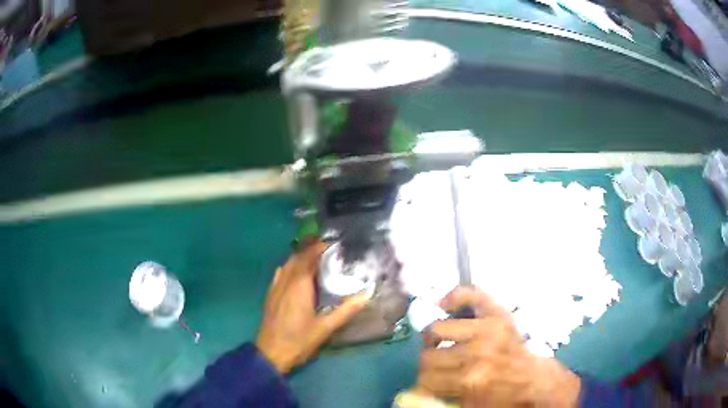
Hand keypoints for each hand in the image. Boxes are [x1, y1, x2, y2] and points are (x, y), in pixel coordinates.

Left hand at [256, 240, 368, 373]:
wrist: (271, 352)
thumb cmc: (300, 340)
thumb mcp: (326, 327)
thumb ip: (346, 310)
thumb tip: (366, 295)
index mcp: (299, 285)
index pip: (309, 258)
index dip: (319, 247)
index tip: (332, 242)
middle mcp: (286, 281)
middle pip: (297, 258)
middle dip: (309, 248)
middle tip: (326, 247)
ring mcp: (276, 288)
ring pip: (287, 264)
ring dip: (299, 256)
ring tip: (313, 256)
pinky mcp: (271, 295)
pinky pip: (280, 274)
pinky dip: (289, 267)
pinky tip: (294, 272)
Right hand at [415, 287, 580, 406]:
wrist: (534, 380)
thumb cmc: (502, 396)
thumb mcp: (469, 406)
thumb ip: (440, 399)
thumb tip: (412, 392)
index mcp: (469, 380)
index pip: (425, 378)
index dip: (422, 383)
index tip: (427, 384)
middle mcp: (476, 353)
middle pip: (428, 356)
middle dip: (428, 363)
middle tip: (435, 366)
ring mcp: (488, 329)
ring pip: (437, 329)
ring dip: (434, 338)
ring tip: (441, 342)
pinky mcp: (498, 314)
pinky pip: (469, 295)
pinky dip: (454, 297)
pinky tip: (445, 305)